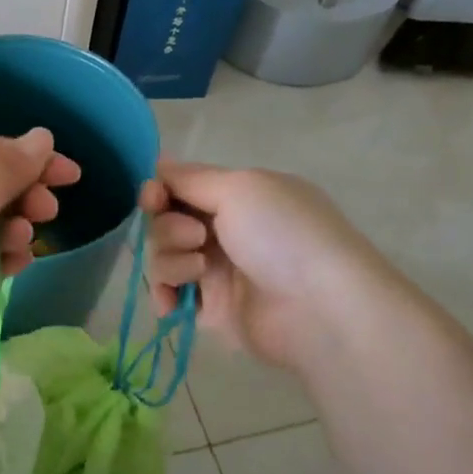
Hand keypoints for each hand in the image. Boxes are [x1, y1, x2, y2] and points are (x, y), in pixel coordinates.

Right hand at [140, 160, 375, 370]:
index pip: (183, 186)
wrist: (319, 308)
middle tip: (197, 237)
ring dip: (172, 260)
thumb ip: (191, 178)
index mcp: (240, 197)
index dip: (160, 190)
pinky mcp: (211, 309)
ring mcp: (218, 271)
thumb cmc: (283, 235)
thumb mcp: (240, 188)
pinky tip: (172, 302)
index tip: (153, 198)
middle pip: (167, 221)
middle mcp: (227, 230)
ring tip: (201, 272)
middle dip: (169, 227)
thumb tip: (159, 164)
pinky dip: (165, 294)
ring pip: (165, 256)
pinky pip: (170, 294)